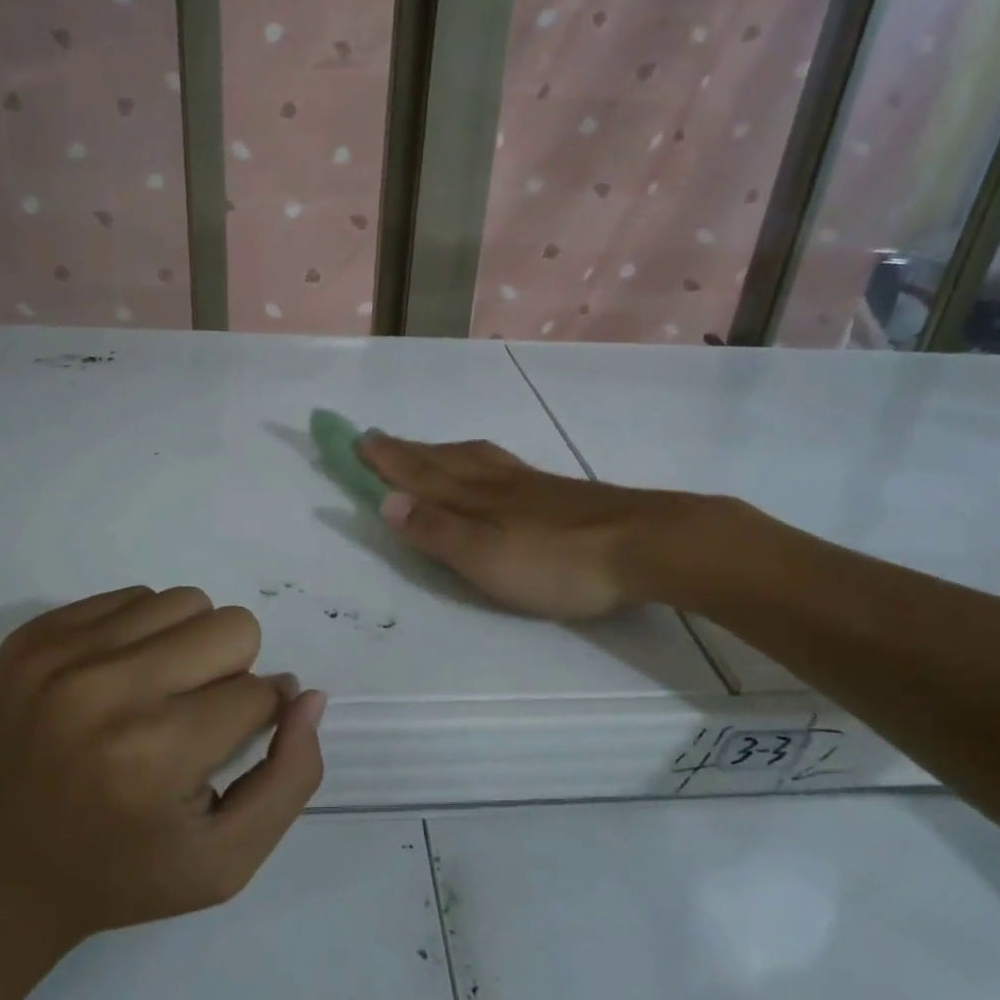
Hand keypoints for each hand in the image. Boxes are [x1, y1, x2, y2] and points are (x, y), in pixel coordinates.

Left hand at [0, 587, 325, 969]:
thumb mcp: (226, 860)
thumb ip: (291, 777)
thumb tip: (308, 695)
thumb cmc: (120, 876)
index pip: (259, 692)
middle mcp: (109, 689)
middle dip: (232, 671)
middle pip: (231, 627)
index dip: (260, 717)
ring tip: (159, 694)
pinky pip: (130, 597)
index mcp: (158, 752)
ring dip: (189, 644)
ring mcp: (61, 654)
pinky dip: (142, 633)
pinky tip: (119, 681)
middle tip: (196, 716)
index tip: (228, 744)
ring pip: (183, 602)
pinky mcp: (32, 637)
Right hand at [359, 433, 703, 618]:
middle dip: (405, 450)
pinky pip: (499, 465)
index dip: (386, 460)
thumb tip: (386, 501)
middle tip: (376, 438)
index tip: (356, 440)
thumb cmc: (558, 562)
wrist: (643, 544)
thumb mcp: (486, 557)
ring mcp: (528, 484)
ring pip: (471, 459)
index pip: (419, 475)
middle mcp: (495, 483)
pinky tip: (488, 467)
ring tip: (423, 448)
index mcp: (473, 499)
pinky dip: (475, 459)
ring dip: (438, 452)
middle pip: (441, 460)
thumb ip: (438, 530)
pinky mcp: (556, 493)